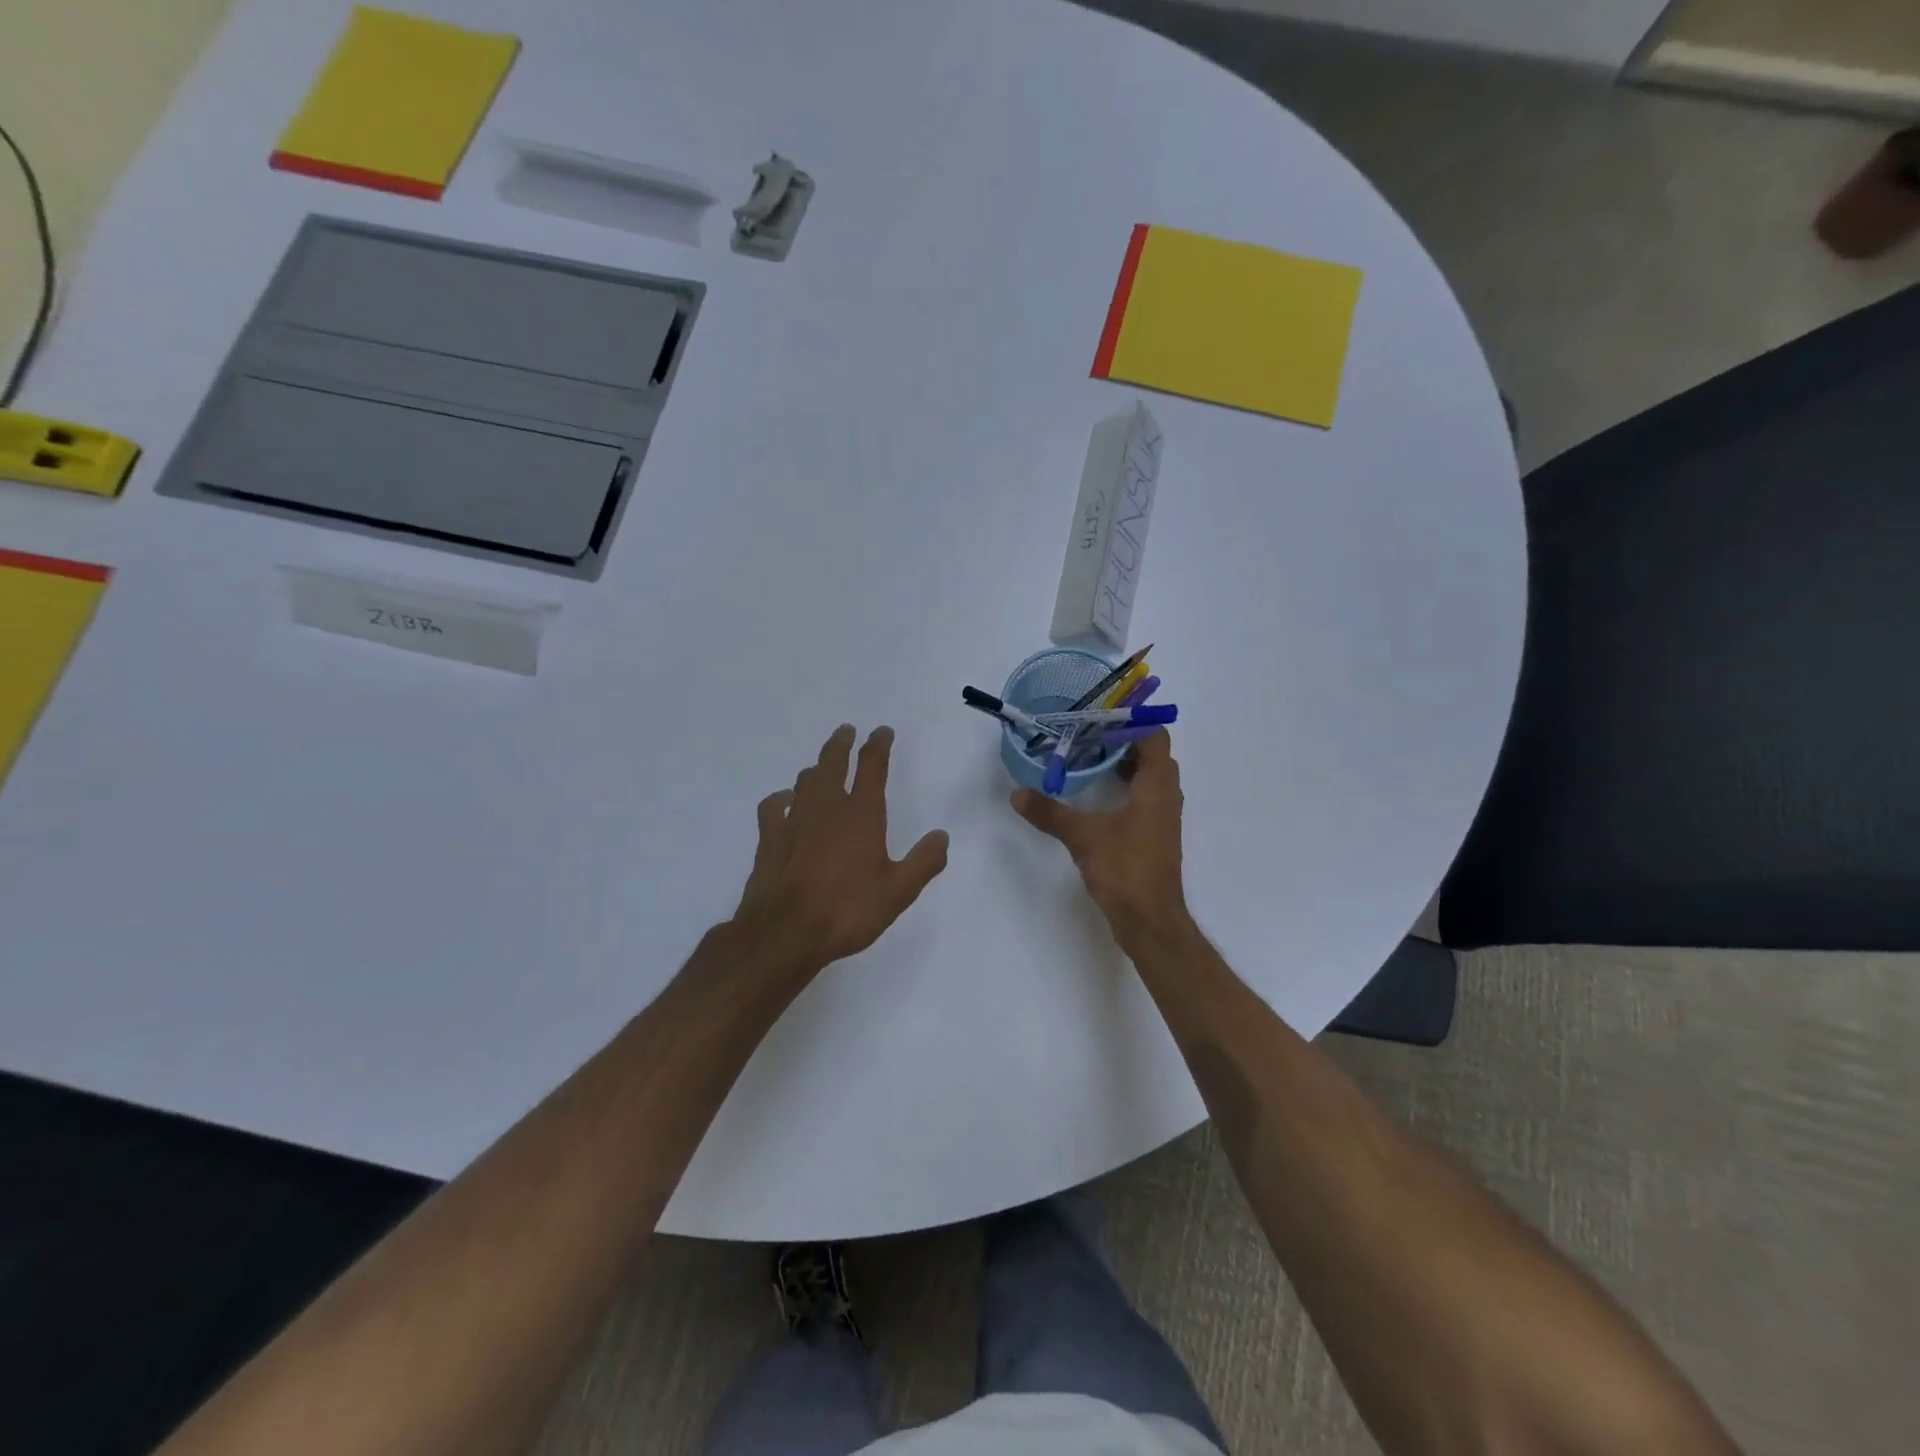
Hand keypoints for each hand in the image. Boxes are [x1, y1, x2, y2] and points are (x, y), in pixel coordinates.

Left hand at [732, 725, 949, 979]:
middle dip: (842, 743)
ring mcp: (794, 819)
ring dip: (817, 768)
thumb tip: (941, 836)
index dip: (878, 745)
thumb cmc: (848, 910)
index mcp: (862, 813)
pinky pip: (773, 806)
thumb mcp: (899, 892)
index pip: (872, 766)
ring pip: (805, 781)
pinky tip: (785, 802)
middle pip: (833, 761)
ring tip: (823, 766)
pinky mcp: (769, 838)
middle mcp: (827, 806)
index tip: (882, 732)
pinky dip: (782, 798)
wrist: (785, 933)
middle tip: (847, 731)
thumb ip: (924, 861)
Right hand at [1011, 729, 1189, 943]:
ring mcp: (1163, 817)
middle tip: (1087, 738)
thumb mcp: (1082, 837)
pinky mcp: (1156, 835)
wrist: (1150, 919)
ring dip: (1125, 766)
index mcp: (1156, 786)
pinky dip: (1126, 788)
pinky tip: (1097, 797)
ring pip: (1150, 777)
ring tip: (1089, 761)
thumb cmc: (1124, 869)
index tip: (1097, 721)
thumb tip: (1017, 794)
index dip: (1130, 723)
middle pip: (1153, 754)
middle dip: (1123, 742)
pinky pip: (1146, 798)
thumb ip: (1050, 812)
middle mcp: (1166, 796)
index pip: (1155, 736)